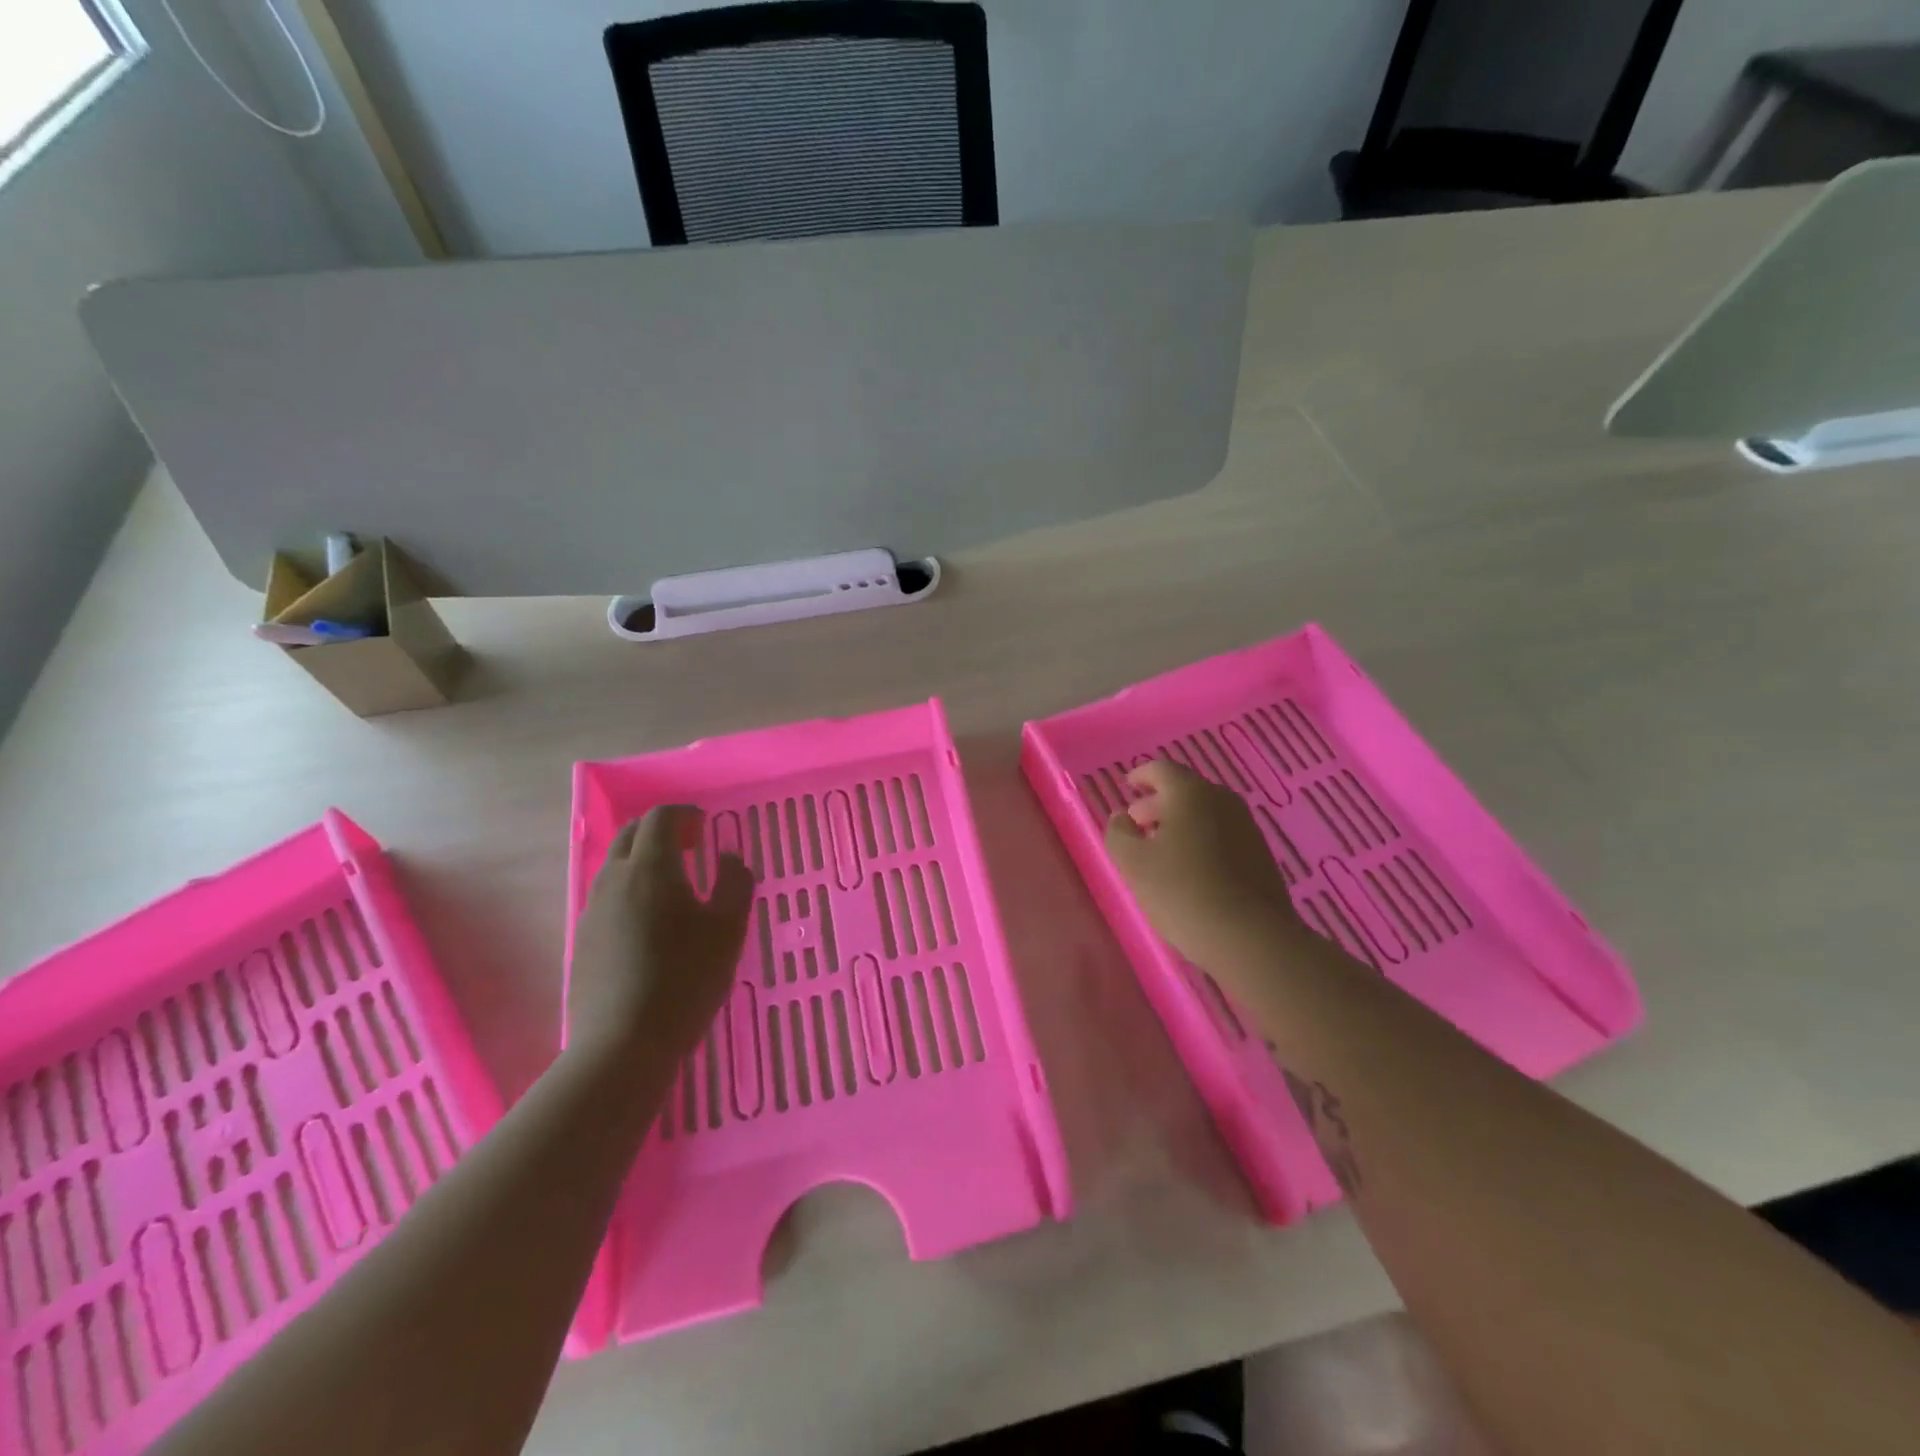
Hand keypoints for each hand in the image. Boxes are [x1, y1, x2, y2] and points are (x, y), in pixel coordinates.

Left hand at [568, 806, 754, 1064]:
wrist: (622, 1044)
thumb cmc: (685, 979)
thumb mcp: (728, 929)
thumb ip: (735, 883)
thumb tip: (728, 858)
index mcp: (651, 867)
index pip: (661, 818)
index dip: (685, 815)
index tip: (706, 827)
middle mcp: (615, 879)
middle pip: (632, 835)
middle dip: (662, 831)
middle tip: (692, 847)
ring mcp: (593, 910)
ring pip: (616, 865)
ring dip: (644, 860)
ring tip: (674, 884)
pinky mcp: (583, 940)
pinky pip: (608, 895)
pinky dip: (631, 888)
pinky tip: (651, 921)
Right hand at [1104, 760, 1304, 982]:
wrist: (1251, 938)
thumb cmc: (1182, 891)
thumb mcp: (1133, 863)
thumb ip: (1119, 833)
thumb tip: (1122, 818)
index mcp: (1190, 794)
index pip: (1161, 770)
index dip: (1141, 775)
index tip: (1128, 786)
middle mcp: (1222, 801)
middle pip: (1185, 791)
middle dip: (1157, 804)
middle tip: (1137, 824)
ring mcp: (1246, 828)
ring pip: (1205, 814)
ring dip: (1180, 824)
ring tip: (1160, 850)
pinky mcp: (1260, 855)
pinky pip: (1222, 835)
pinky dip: (1201, 840)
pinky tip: (1189, 869)